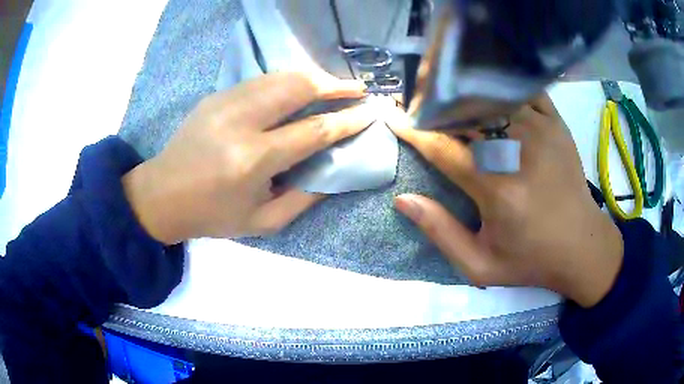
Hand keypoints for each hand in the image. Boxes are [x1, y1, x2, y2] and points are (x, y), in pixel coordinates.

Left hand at [123, 72, 372, 243]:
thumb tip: (334, 171)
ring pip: (280, 77)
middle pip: (297, 88)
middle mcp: (240, 122)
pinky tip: (300, 88)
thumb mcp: (262, 223)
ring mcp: (225, 102)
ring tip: (335, 86)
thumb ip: (304, 198)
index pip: (312, 131)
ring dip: (313, 78)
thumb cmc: (212, 215)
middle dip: (334, 85)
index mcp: (253, 160)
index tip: (369, 112)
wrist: (161, 195)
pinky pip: (262, 80)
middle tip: (358, 88)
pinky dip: (288, 81)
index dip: (346, 121)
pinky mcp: (216, 96)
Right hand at [389, 94, 622, 307]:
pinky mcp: (556, 123)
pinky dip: (499, 88)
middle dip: (434, 106)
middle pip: (464, 112)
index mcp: (497, 188)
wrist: (582, 247)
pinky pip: (521, 90)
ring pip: (490, 96)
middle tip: (418, 107)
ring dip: (463, 94)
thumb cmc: (531, 260)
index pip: (442, 146)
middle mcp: (518, 150)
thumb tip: (403, 200)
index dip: (412, 131)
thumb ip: (440, 232)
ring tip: (447, 97)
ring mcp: (541, 130)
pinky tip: (488, 93)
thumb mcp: (480, 265)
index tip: (393, 118)